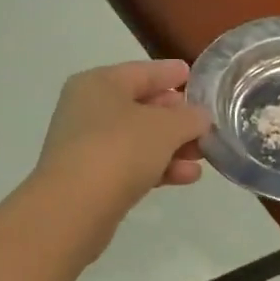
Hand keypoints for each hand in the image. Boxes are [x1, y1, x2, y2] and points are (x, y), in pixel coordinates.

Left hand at [32, 60, 212, 251]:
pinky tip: (188, 176)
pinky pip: (132, 165)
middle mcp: (88, 110)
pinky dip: (159, 168)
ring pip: (139, 140)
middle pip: (141, 107)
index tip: (193, 75)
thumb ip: (189, 118)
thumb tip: (199, 117)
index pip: (142, 72)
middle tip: (206, 122)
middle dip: (176, 117)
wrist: (74, 208)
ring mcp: (88, 146)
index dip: (170, 73)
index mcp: (99, 84)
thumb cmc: (119, 150)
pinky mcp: (92, 179)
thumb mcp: (165, 128)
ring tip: (204, 154)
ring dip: (172, 146)